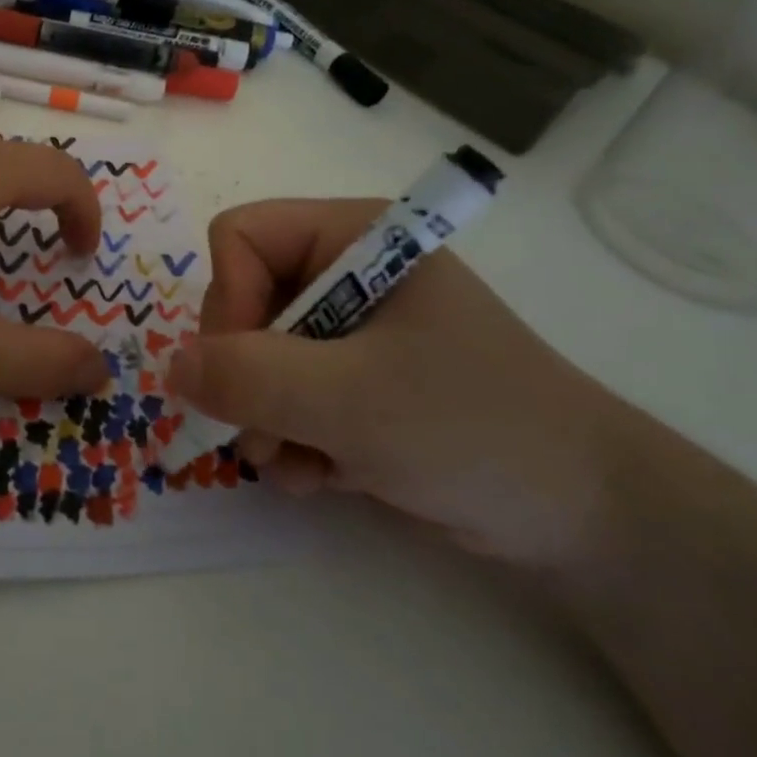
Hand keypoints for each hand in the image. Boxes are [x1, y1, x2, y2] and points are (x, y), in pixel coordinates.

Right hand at [168, 199, 627, 572]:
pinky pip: (283, 396)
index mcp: (354, 238)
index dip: (230, 301)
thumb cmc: (475, 429)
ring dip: (264, 420)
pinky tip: (323, 476)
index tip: (249, 368)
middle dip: (246, 377)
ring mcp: (349, 331)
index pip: (240, 238)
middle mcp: (345, 273)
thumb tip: (171, 368)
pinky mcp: (354, 382)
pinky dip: (290, 440)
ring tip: (300, 464)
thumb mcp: (352, 400)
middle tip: (268, 434)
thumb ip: (250, 377)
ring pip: (254, 357)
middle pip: (240, 301)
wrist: (585, 518)